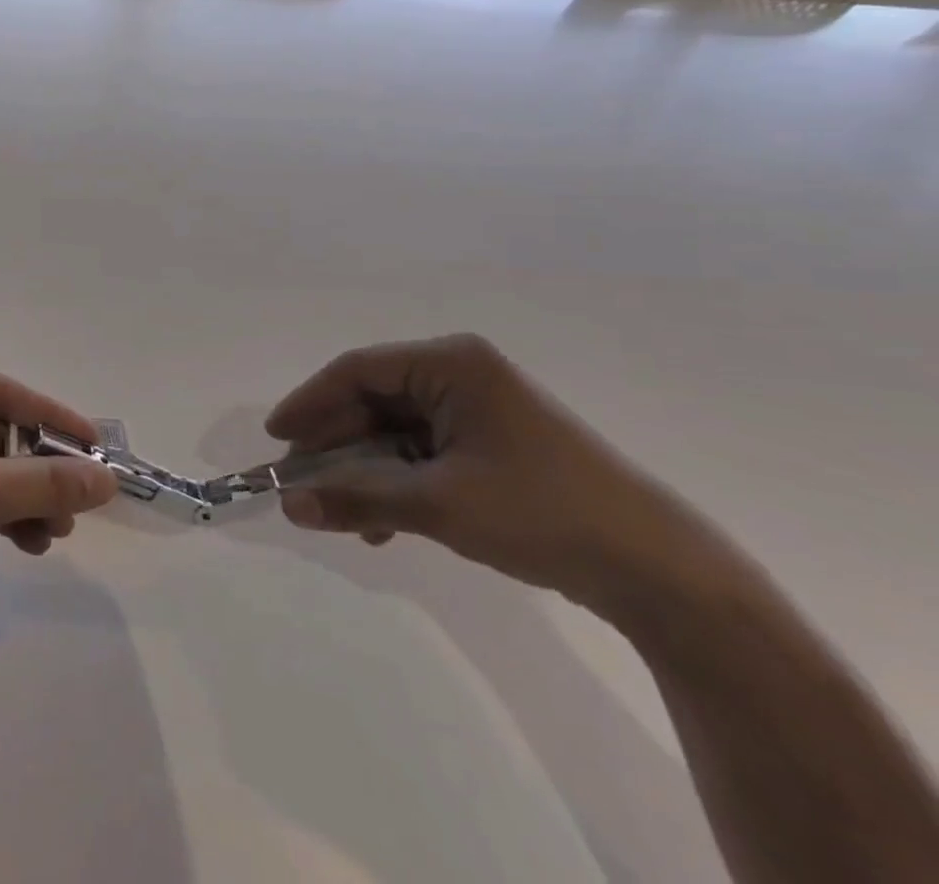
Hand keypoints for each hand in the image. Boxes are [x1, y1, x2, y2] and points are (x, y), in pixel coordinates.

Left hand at [0, 369, 117, 669]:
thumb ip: (47, 482)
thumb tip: (108, 479)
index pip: (2, 393)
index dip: (52, 416)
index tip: (96, 447)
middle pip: (3, 432)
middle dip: (42, 469)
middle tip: (80, 502)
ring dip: (32, 496)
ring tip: (58, 533)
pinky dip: (11, 514)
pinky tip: (33, 543)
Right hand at [265, 334, 700, 614]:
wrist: (662, 574)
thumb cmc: (541, 513)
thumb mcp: (438, 505)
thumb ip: (357, 499)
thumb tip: (288, 506)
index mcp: (451, 364)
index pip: (358, 370)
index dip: (310, 402)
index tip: (276, 437)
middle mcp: (461, 376)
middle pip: (374, 401)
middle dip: (336, 445)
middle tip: (299, 480)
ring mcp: (479, 411)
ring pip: (395, 432)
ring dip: (364, 472)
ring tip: (339, 514)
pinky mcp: (493, 446)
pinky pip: (423, 454)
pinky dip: (397, 485)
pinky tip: (383, 527)